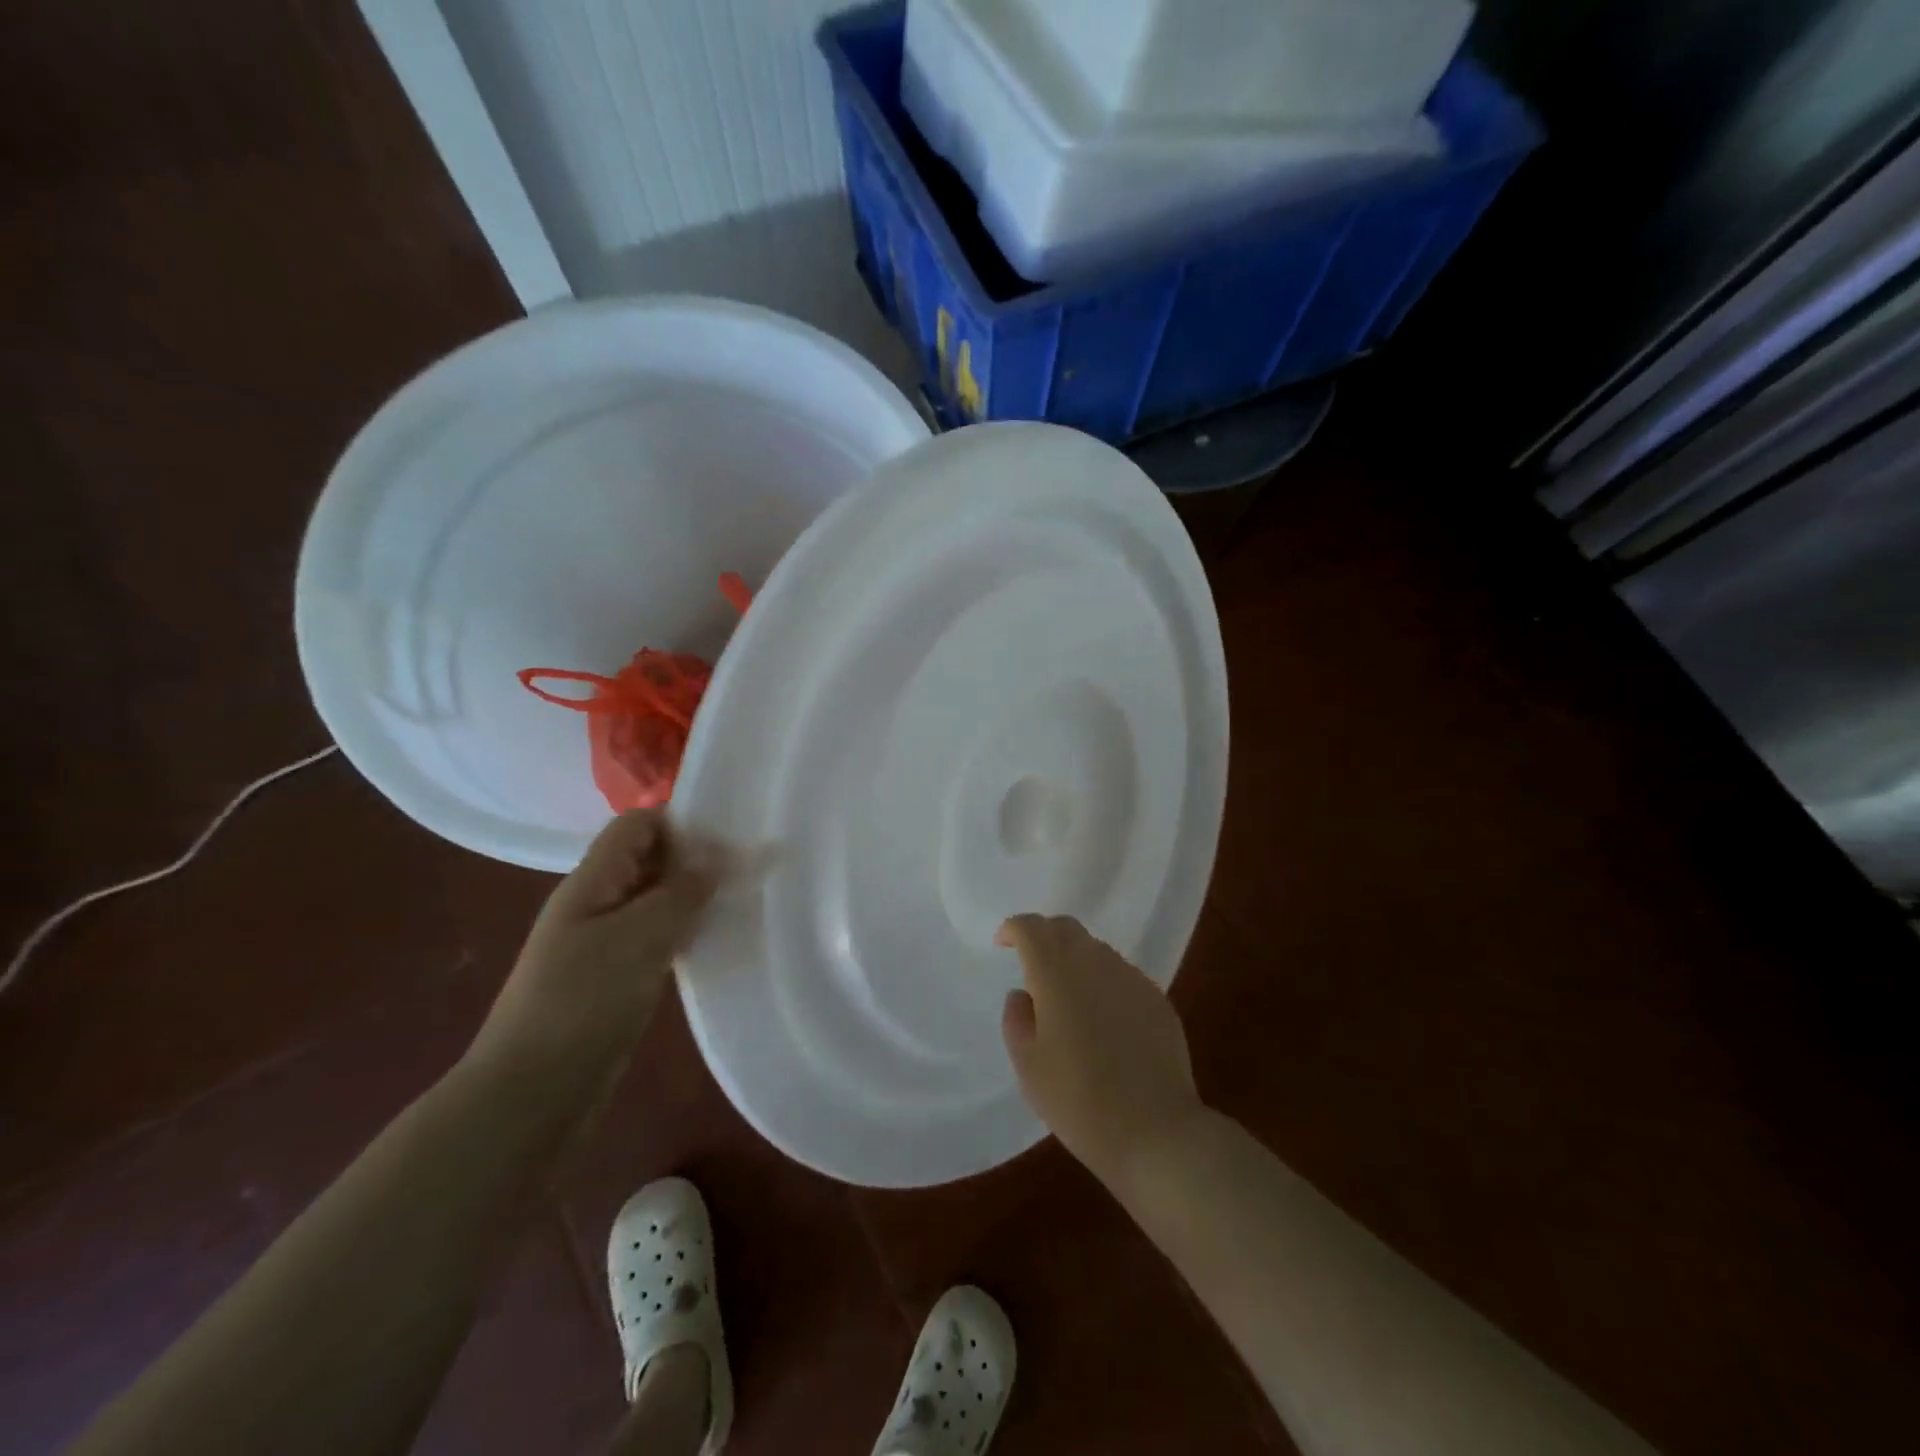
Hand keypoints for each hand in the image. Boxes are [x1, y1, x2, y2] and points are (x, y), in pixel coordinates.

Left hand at [467, 811, 721, 1089]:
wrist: (531, 1096)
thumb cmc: (582, 1003)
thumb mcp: (638, 937)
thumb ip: (681, 892)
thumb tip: (717, 857)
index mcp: (591, 882)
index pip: (637, 825)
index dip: (681, 822)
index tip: (731, 840)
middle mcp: (595, 904)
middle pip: (648, 859)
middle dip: (694, 859)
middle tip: (746, 871)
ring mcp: (603, 943)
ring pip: (655, 900)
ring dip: (693, 898)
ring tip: (740, 902)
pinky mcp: (615, 978)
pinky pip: (656, 938)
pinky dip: (685, 932)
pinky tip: (715, 942)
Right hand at [998, 915, 1205, 1192]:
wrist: (1155, 1131)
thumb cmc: (1078, 1101)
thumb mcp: (1028, 1067)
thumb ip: (1017, 1020)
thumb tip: (1024, 994)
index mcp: (1055, 974)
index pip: (1031, 928)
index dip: (1013, 929)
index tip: (1003, 943)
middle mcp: (1094, 963)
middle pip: (1066, 928)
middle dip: (1044, 936)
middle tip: (1032, 962)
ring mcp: (1130, 978)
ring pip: (1096, 950)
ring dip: (1075, 959)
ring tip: (1068, 996)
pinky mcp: (1157, 999)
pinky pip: (1121, 975)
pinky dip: (1103, 982)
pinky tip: (1104, 1019)